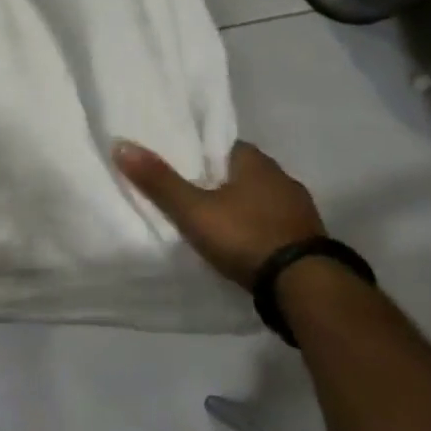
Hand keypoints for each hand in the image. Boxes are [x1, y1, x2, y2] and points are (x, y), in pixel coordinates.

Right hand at [113, 139, 324, 291]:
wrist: (305, 285)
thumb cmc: (245, 236)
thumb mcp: (193, 210)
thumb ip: (159, 181)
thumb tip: (121, 144)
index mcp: (256, 162)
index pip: (223, 146)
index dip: (201, 153)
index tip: (181, 164)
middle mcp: (282, 178)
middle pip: (242, 172)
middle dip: (220, 181)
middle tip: (191, 193)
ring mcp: (300, 210)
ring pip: (261, 198)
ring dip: (242, 206)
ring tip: (214, 220)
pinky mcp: (308, 239)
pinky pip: (274, 223)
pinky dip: (257, 228)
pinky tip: (243, 241)